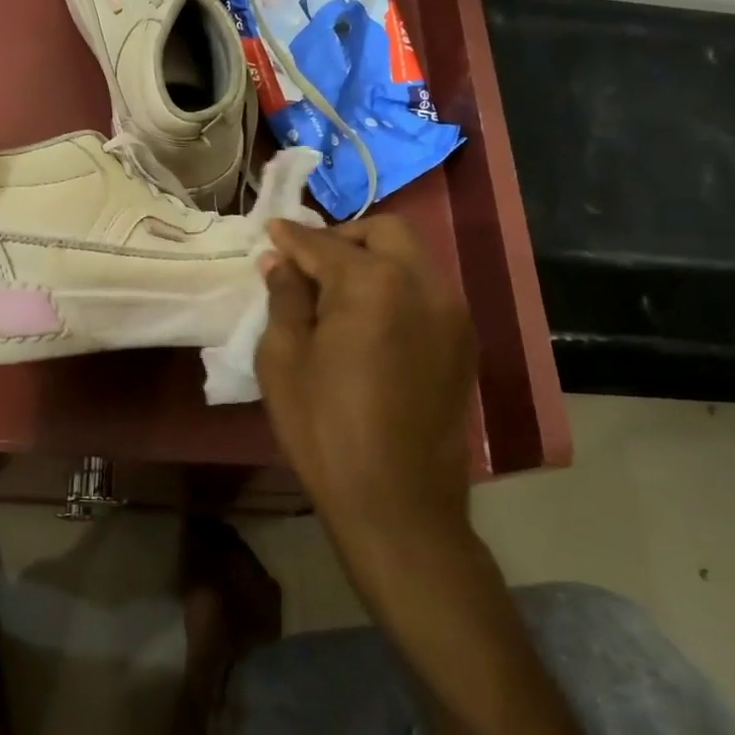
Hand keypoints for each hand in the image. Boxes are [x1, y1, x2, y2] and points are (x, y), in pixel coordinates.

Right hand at [256, 216, 478, 551]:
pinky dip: (395, 287)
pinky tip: (368, 320)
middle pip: (385, 231)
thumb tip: (280, 261)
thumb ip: (285, 298)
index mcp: (374, 283)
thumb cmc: (325, 429)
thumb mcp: (284, 360)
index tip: (271, 230)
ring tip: (336, 292)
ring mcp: (452, 313)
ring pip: (411, 258)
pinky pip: (426, 291)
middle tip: (309, 262)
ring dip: (372, 259)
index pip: (325, 244)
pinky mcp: (463, 343)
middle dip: (343, 237)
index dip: (292, 237)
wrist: (397, 504)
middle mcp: (424, 284)